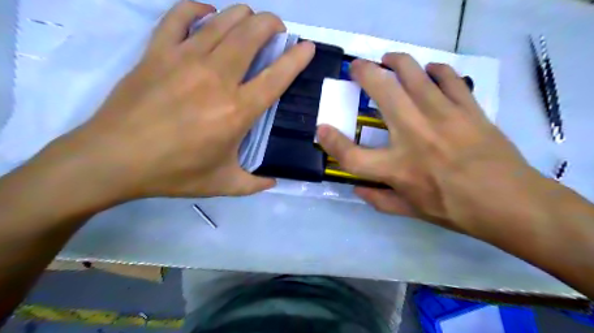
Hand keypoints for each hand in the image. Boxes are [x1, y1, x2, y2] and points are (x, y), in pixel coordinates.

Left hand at [61, 2, 314, 198]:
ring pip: (222, 21)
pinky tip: (206, 13)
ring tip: (250, 20)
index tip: (307, 47)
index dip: (296, 58)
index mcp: (237, 111)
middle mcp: (217, 78)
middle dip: (271, 24)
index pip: (276, 76)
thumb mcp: (222, 185)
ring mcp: (184, 60)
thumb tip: (273, 182)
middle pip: (252, 35)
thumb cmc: (174, 173)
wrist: (114, 159)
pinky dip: (196, 9)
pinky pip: (179, 16)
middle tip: (277, 30)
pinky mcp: (157, 52)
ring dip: (243, 15)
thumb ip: (254, 184)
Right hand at [318, 54, 543, 236]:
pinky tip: (428, 73)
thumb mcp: (410, 211)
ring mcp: (442, 115)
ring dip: (395, 61)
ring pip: (413, 72)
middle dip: (363, 72)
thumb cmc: (454, 209)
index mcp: (397, 167)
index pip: (351, 155)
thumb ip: (378, 200)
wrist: (509, 202)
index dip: (331, 142)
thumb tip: (356, 189)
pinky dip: (434, 69)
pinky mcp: (467, 107)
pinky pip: (448, 76)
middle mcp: (414, 134)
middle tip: (357, 68)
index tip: (322, 130)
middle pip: (381, 91)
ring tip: (388, 61)